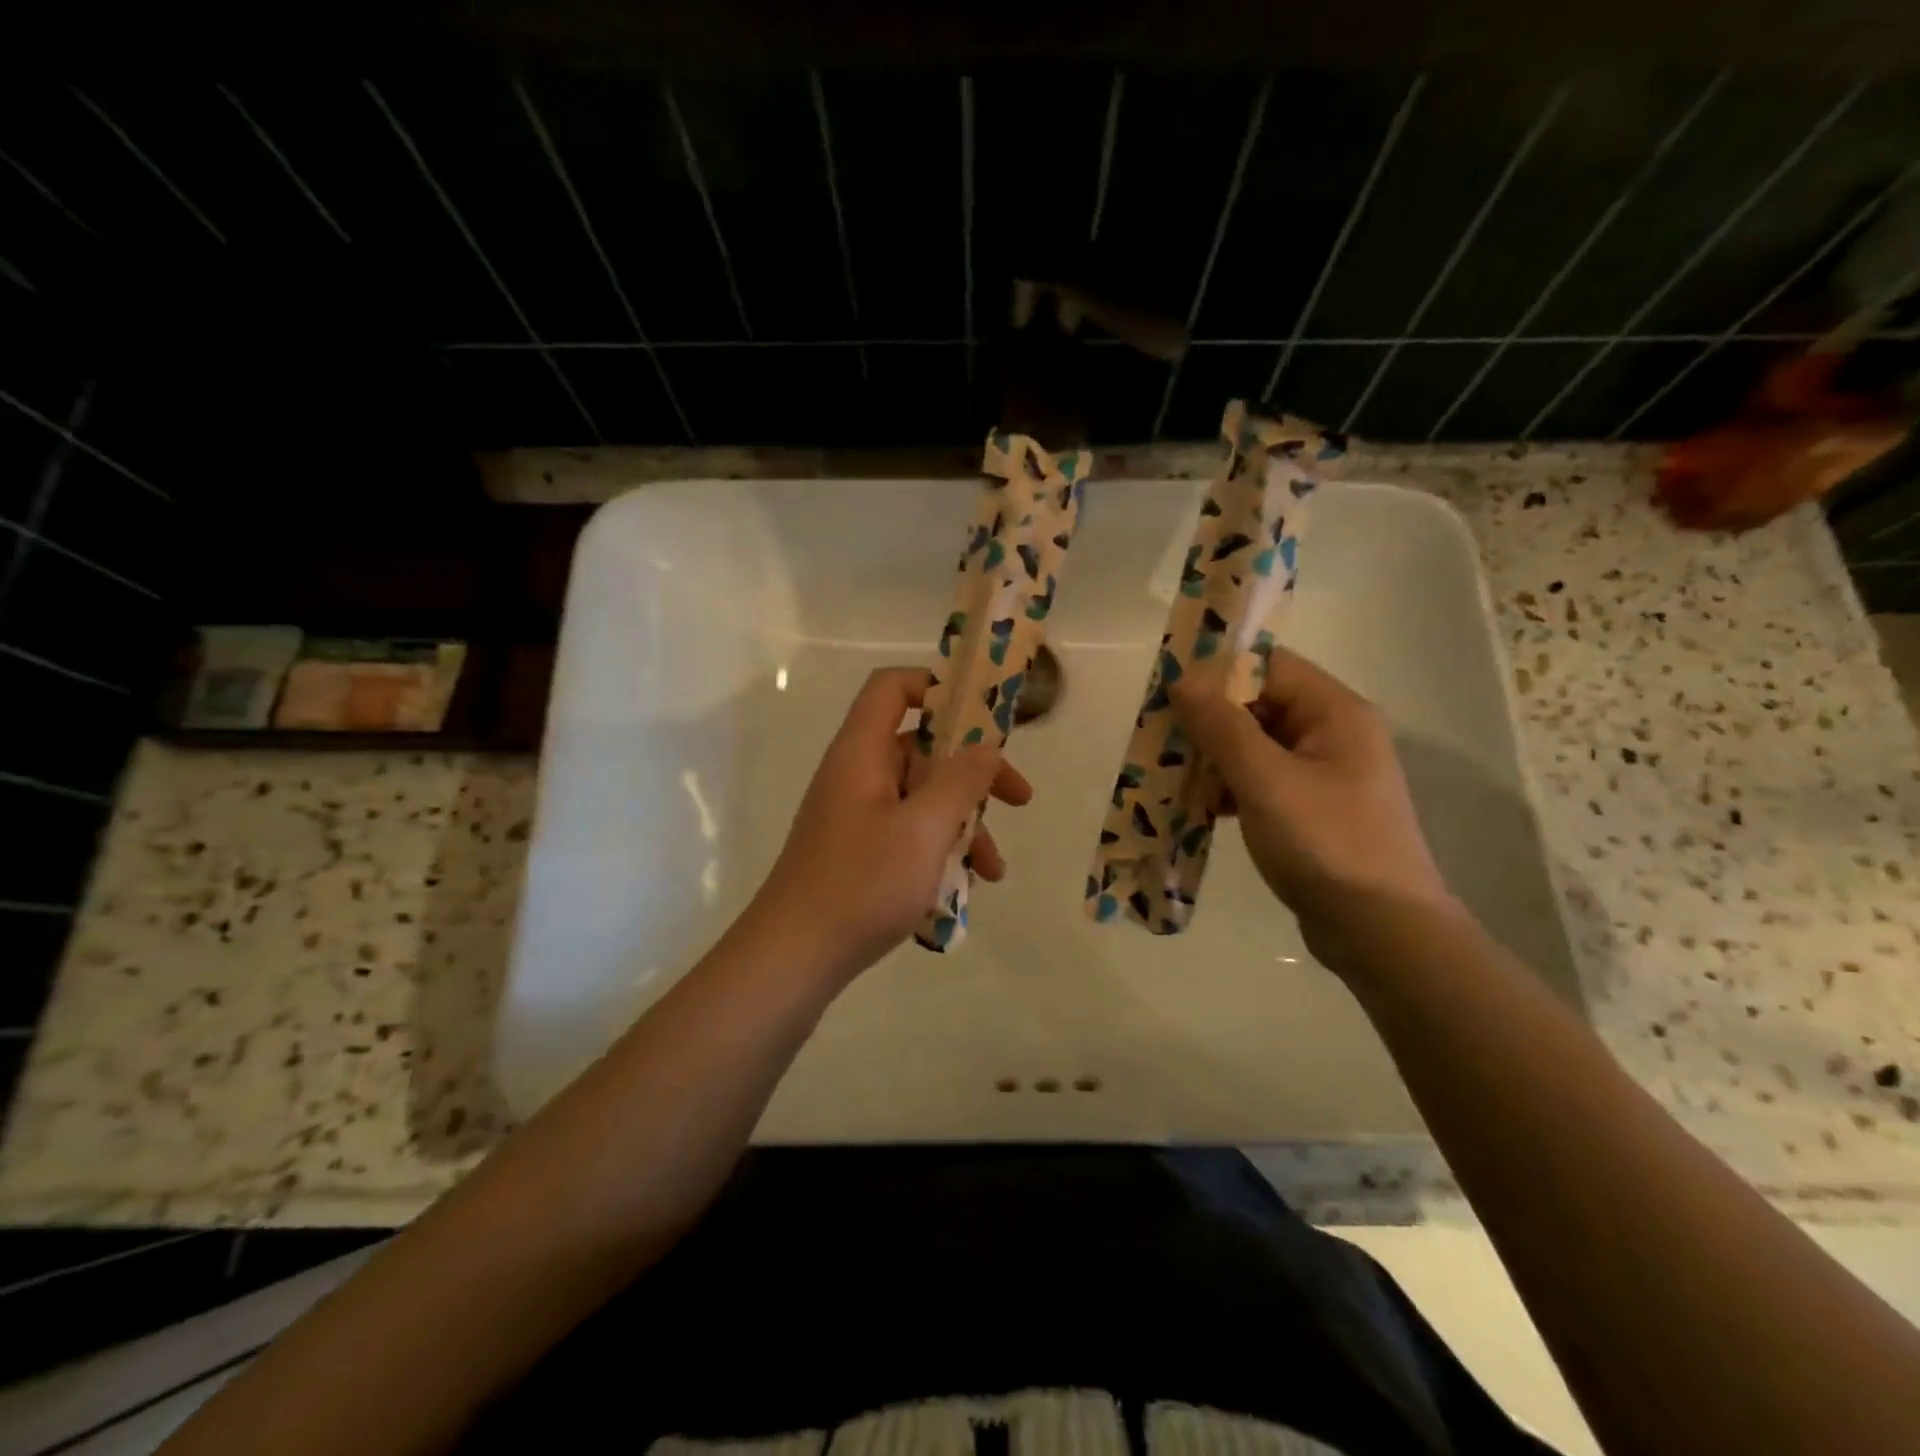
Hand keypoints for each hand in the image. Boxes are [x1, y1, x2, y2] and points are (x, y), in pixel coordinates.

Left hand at [750, 667, 1031, 981]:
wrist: (793, 959)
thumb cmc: (861, 884)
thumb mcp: (923, 830)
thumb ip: (960, 782)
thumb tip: (986, 745)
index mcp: (862, 753)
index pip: (892, 688)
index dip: (936, 687)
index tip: (984, 716)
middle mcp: (857, 776)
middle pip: (921, 748)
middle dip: (973, 774)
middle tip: (1018, 799)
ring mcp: (856, 817)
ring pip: (922, 798)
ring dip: (964, 824)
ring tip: (994, 870)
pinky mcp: (858, 853)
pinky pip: (908, 834)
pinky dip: (939, 851)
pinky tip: (966, 890)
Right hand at [1169, 645, 1457, 954]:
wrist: (1381, 932)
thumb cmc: (1325, 844)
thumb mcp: (1266, 781)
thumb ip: (1222, 726)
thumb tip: (1183, 678)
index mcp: (1336, 713)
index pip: (1270, 666)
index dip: (1218, 672)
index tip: (1169, 690)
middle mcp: (1334, 733)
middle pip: (1261, 704)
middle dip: (1210, 719)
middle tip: (1162, 736)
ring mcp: (1325, 773)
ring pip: (1257, 745)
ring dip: (1215, 756)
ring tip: (1175, 775)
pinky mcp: (1312, 808)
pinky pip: (1262, 779)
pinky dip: (1231, 786)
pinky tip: (1204, 807)